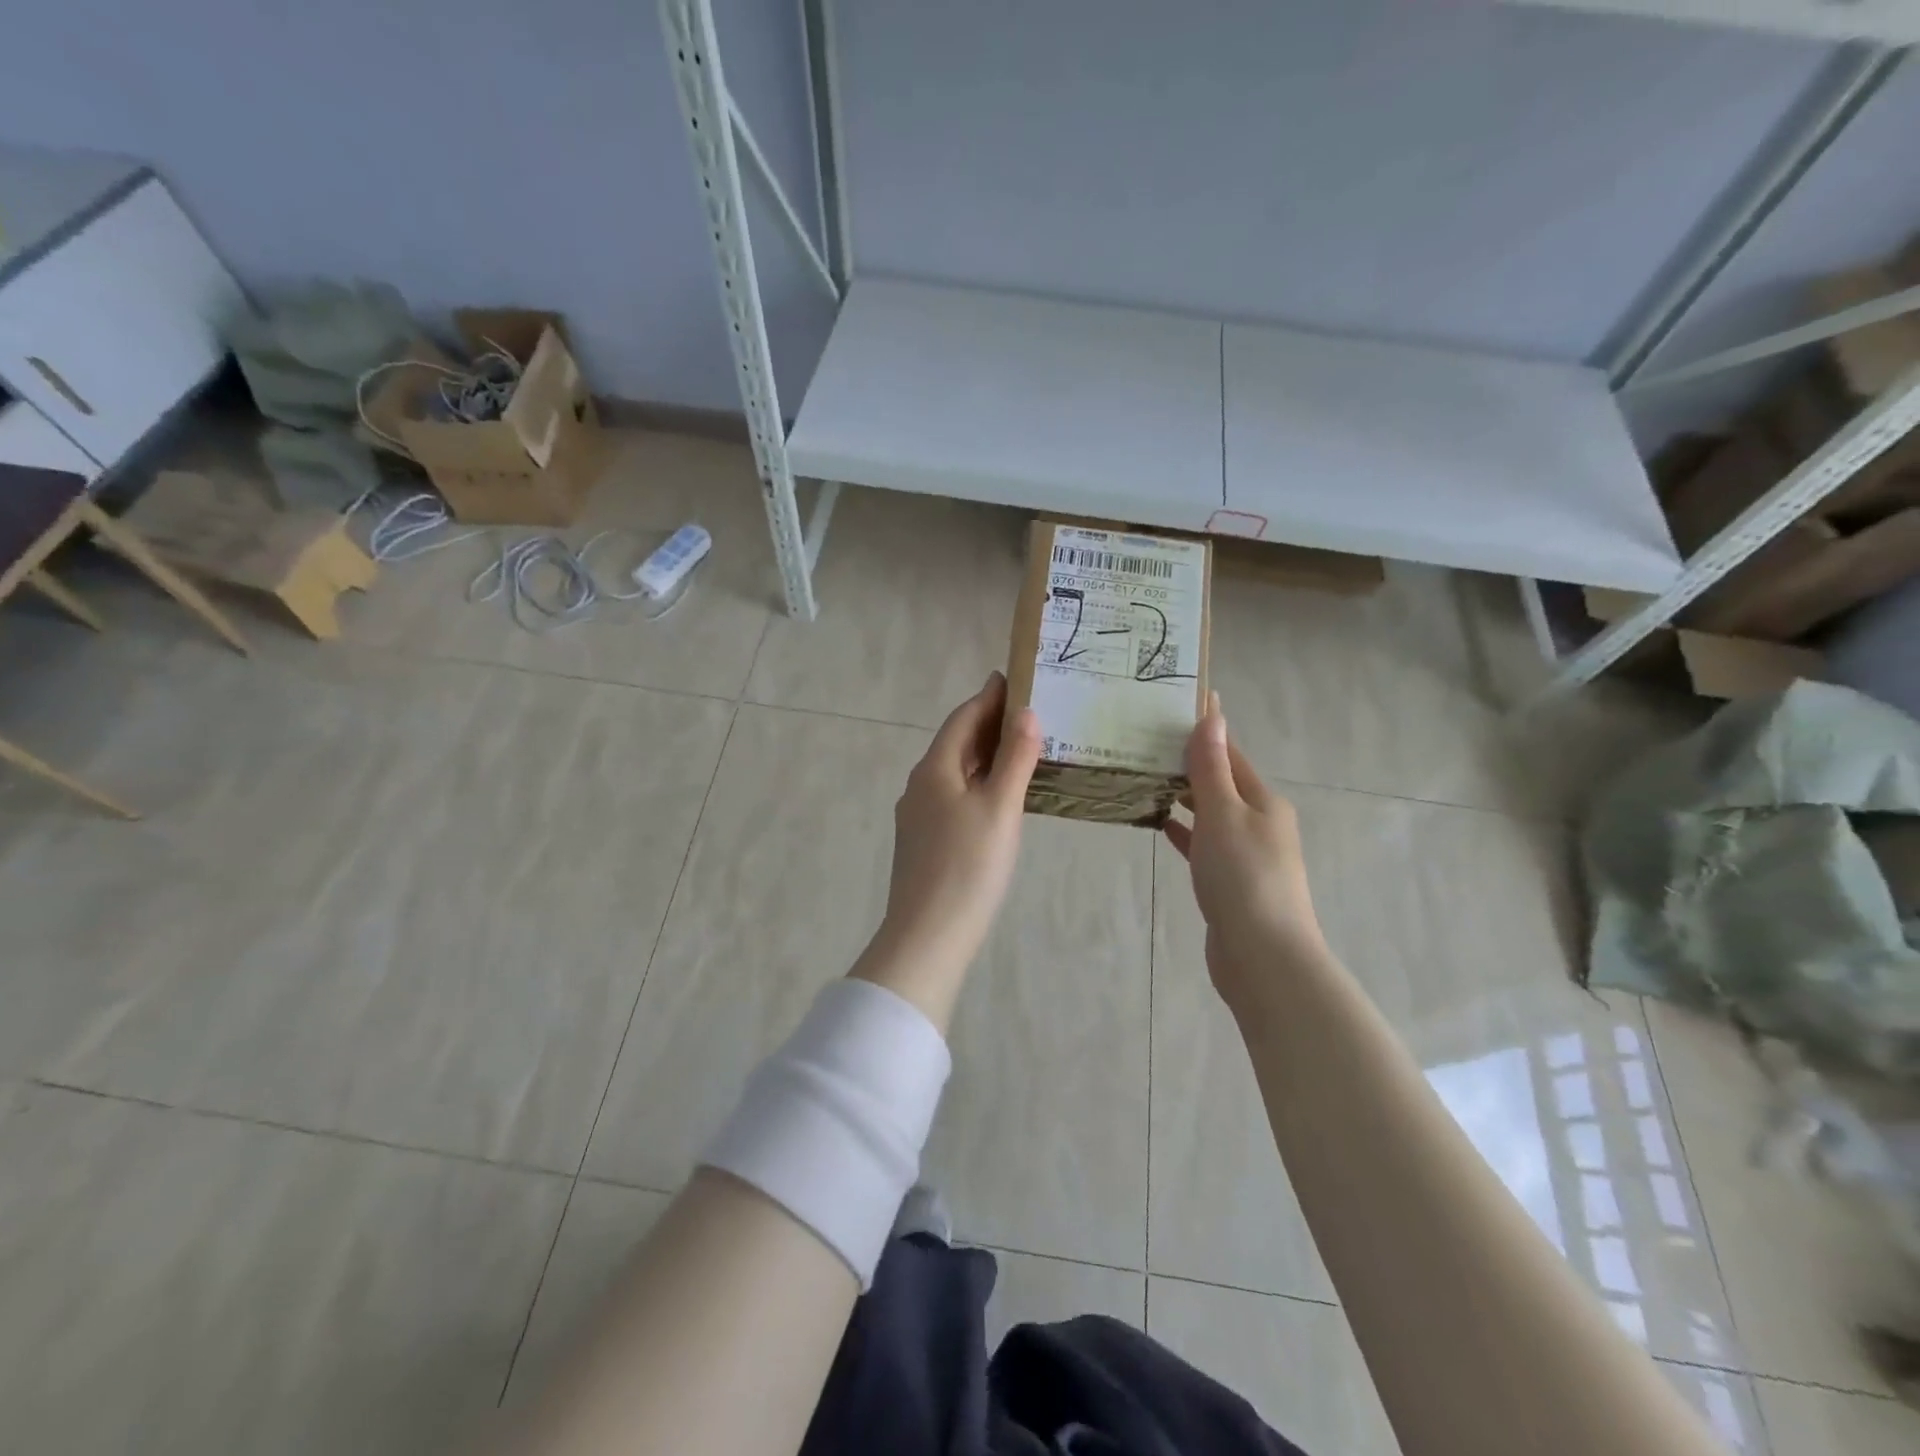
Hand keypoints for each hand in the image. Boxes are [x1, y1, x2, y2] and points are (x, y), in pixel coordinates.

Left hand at [853, 672, 1041, 1027]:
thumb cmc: (967, 867)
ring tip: (1021, 749)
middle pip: (956, 743)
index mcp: (934, 769)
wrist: (928, 936)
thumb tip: (1026, 712)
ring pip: (955, 773)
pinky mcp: (924, 842)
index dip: (988, 697)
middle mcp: (920, 785)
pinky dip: (979, 784)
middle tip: (1028, 711)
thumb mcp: (999, 808)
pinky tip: (999, 797)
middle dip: (989, 724)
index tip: (1013, 678)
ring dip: (985, 756)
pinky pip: (954, 797)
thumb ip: (1015, 759)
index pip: (963, 719)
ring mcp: (918, 816)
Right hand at [1164, 694, 1323, 1007]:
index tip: (1171, 707)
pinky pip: (1203, 845)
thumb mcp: (1223, 814)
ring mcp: (1245, 854)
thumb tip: (1212, 715)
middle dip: (1188, 762)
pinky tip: (1159, 823)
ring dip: (1183, 796)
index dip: (1204, 729)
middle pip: (1220, 782)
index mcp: (1263, 801)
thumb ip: (1212, 767)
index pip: (1230, 753)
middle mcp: (1259, 822)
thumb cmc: (1243, 877)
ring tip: (1144, 776)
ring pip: (1210, 813)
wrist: (1263, 957)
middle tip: (1143, 741)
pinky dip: (1184, 831)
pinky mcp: (1230, 882)